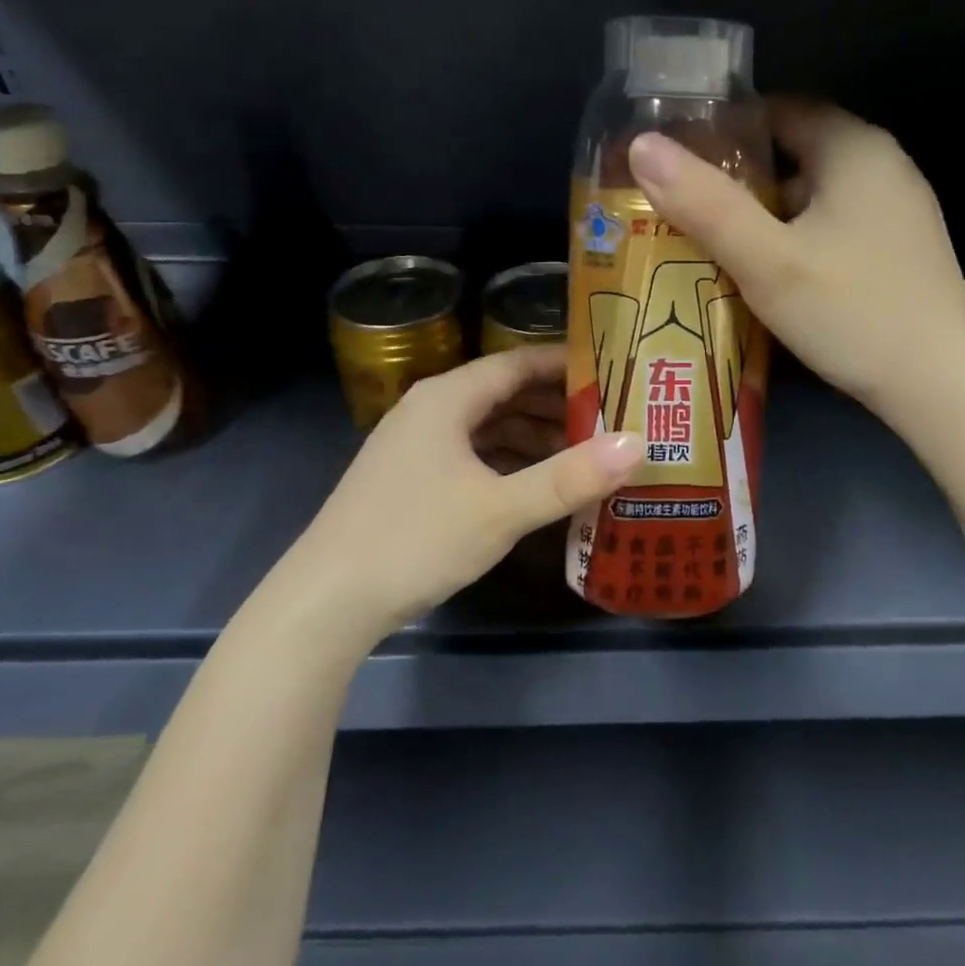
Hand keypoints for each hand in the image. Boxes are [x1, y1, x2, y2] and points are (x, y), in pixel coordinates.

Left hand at [280, 346, 641, 643]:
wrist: (326, 602)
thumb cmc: (415, 540)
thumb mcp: (501, 509)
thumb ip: (570, 477)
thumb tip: (638, 444)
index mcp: (447, 400)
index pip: (518, 363)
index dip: (567, 366)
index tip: (615, 376)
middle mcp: (430, 412)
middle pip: (505, 394)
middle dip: (557, 406)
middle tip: (611, 421)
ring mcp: (416, 448)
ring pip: (489, 428)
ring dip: (535, 438)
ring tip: (585, 457)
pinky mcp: (411, 481)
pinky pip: (473, 456)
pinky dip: (509, 463)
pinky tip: (537, 487)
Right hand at [627, 97, 964, 418]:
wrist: (937, 384)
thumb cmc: (849, 312)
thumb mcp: (766, 260)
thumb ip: (704, 204)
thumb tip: (642, 146)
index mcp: (855, 148)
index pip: (779, 110)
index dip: (726, 132)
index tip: (682, 164)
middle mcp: (885, 166)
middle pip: (796, 154)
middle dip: (742, 181)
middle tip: (691, 212)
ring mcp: (900, 210)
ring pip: (816, 196)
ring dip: (769, 216)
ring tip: (719, 247)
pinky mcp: (903, 250)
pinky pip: (837, 227)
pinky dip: (800, 239)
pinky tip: (774, 277)